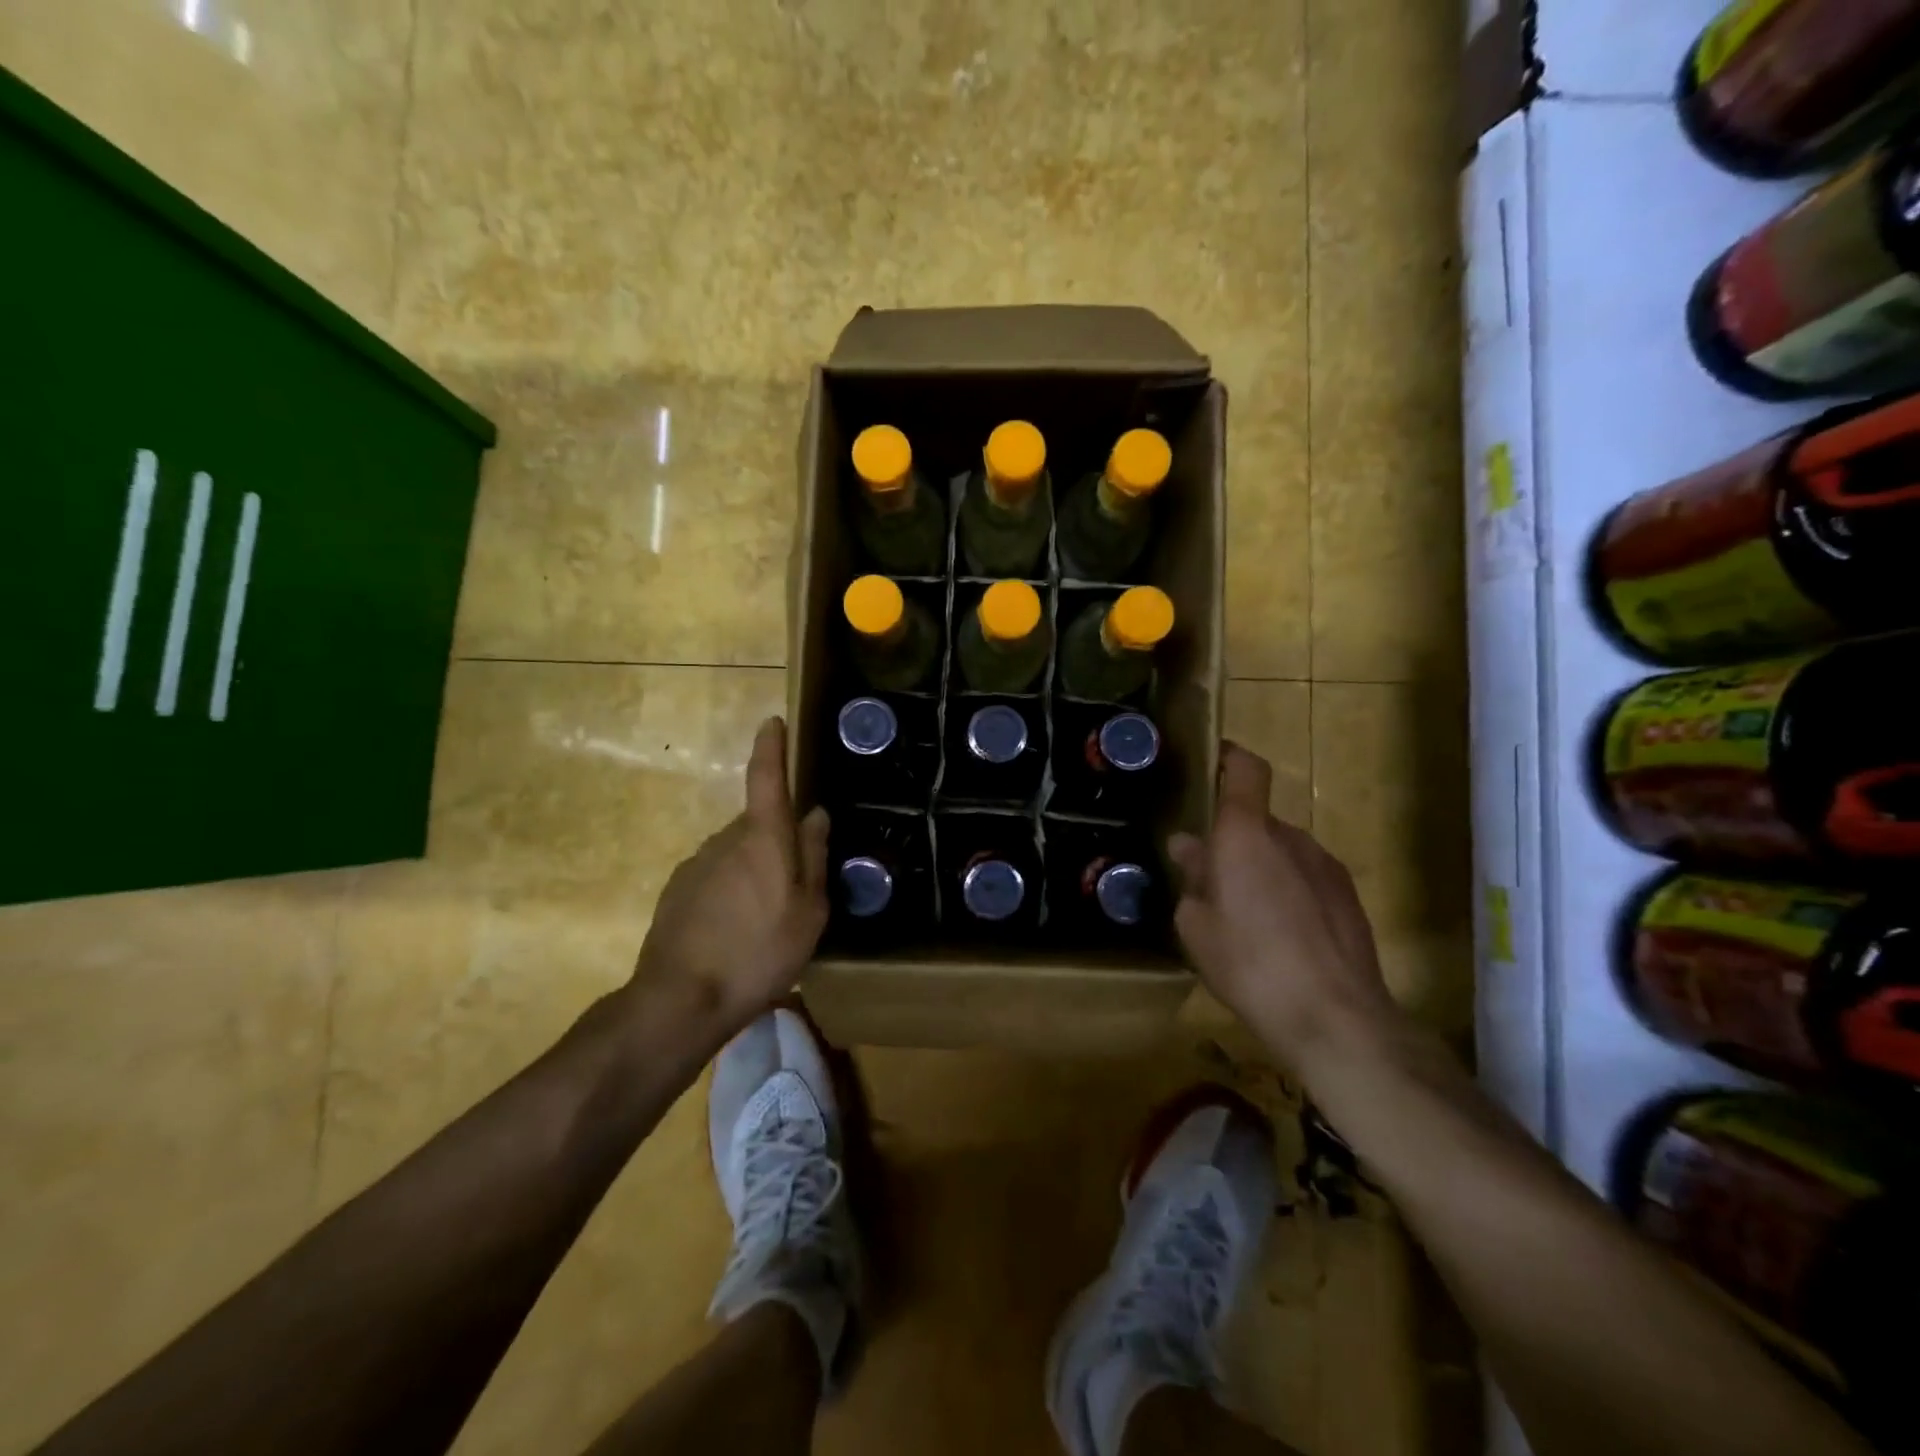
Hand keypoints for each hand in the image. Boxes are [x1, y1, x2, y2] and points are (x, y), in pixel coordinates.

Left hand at [630, 717, 830, 1030]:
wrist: (680, 1000)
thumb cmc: (759, 952)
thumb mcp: (808, 912)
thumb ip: (814, 857)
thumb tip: (815, 814)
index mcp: (762, 838)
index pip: (766, 778)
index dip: (771, 747)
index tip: (773, 722)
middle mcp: (725, 839)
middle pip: (758, 825)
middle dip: (778, 844)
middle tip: (796, 891)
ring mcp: (696, 864)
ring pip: (737, 854)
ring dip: (754, 874)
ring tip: (766, 923)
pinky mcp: (677, 890)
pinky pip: (715, 878)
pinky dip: (730, 894)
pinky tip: (735, 934)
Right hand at [1169, 744, 1398, 1065]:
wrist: (1335, 1018)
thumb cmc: (1249, 964)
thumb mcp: (1197, 926)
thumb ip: (1192, 878)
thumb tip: (1188, 847)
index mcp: (1246, 835)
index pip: (1246, 770)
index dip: (1229, 758)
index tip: (1212, 762)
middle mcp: (1290, 837)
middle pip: (1257, 819)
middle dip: (1232, 838)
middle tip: (1209, 876)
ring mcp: (1325, 865)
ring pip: (1282, 849)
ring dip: (1261, 866)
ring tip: (1245, 913)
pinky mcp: (1348, 896)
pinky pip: (1306, 876)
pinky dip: (1288, 889)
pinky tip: (1280, 934)